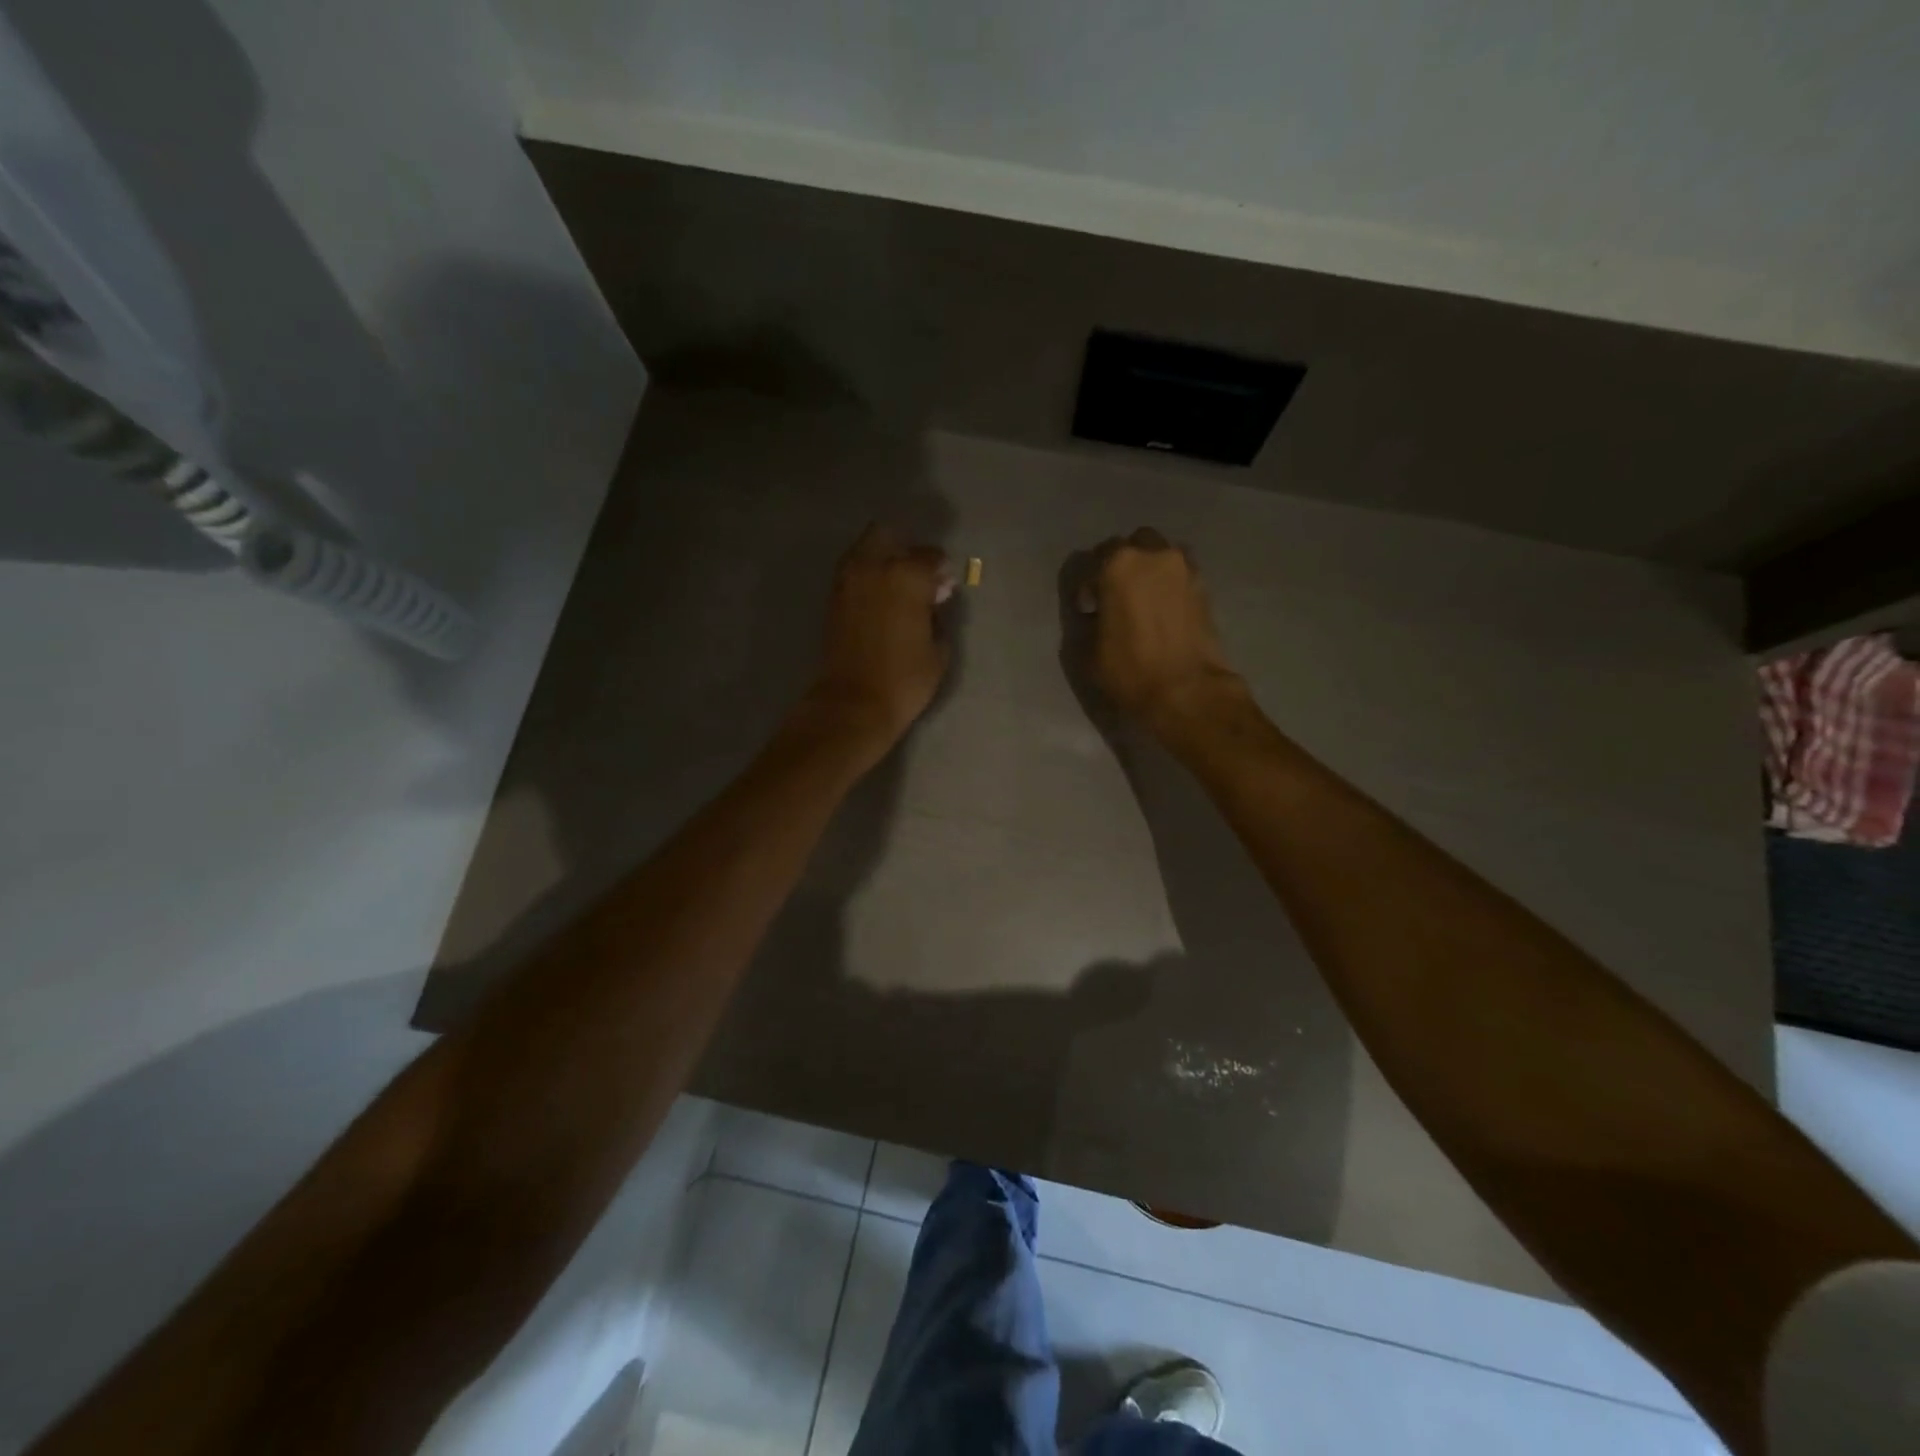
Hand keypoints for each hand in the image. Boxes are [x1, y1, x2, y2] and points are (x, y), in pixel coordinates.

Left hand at [797, 524, 952, 763]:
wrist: (853, 703)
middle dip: (904, 549)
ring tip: (897, 589)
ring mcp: (847, 581)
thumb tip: (933, 599)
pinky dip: (866, 577)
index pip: (929, 555)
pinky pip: (853, 572)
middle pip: (888, 535)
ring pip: (865, 550)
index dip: (940, 569)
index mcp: (907, 575)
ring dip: (882, 559)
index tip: (944, 586)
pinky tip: (880, 601)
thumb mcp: (938, 649)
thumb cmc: (905, 680)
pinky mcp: (833, 599)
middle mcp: (873, 567)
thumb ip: (938, 615)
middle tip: (917, 576)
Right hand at [1083, 528, 1249, 739]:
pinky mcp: (1204, 586)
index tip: (1088, 607)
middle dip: (1121, 564)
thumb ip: (1090, 620)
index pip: (1093, 559)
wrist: (1187, 690)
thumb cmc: (1130, 670)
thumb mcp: (1089, 650)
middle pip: (1132, 544)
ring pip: (1160, 553)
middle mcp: (1153, 555)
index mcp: (1118, 564)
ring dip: (1148, 568)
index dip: (1087, 584)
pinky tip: (1163, 608)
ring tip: (1143, 598)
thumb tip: (1097, 612)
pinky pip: (1180, 573)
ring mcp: (1184, 567)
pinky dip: (1169, 582)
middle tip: (1115, 594)